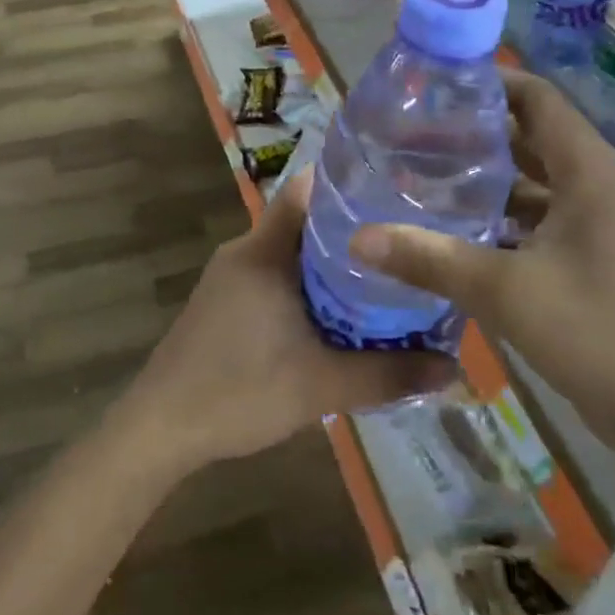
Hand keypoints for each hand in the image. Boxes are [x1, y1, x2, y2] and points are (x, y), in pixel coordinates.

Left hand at [121, 168, 457, 472]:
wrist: (160, 429)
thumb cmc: (239, 392)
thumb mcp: (322, 385)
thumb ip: (389, 374)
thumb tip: (455, 369)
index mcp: (264, 251)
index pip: (306, 190)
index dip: (348, 185)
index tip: (394, 193)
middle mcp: (245, 252)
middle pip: (304, 222)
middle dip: (352, 231)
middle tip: (404, 242)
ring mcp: (229, 277)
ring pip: (290, 253)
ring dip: (330, 263)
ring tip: (382, 277)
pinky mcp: (223, 301)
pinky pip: (274, 276)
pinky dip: (306, 285)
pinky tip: (336, 313)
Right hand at [348, 71, 614, 456]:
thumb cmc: (599, 333)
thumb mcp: (505, 291)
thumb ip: (429, 259)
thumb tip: (358, 238)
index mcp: (588, 170)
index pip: (536, 98)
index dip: (487, 84)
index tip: (431, 89)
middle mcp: (597, 186)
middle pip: (530, 138)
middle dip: (473, 134)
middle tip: (411, 137)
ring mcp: (599, 226)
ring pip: (534, 184)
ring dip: (485, 181)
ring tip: (422, 180)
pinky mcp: (595, 261)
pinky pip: (541, 222)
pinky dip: (502, 221)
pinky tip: (455, 234)